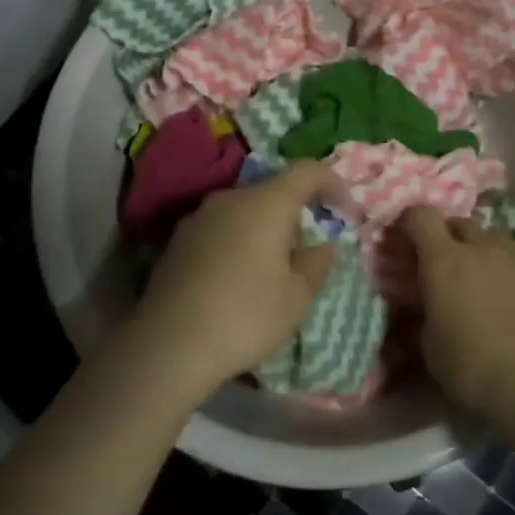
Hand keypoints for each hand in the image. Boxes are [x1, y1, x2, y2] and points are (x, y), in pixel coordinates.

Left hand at [130, 161, 348, 402]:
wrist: (169, 342)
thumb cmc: (245, 315)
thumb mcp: (297, 297)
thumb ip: (316, 264)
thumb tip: (320, 246)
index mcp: (266, 202)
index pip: (307, 171)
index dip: (332, 184)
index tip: (346, 212)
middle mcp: (231, 197)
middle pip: (273, 191)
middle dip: (296, 215)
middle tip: (305, 255)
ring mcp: (200, 216)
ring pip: (245, 210)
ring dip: (264, 230)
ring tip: (270, 272)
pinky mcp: (178, 239)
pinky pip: (221, 228)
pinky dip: (238, 242)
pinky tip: (236, 281)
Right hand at [397, 206, 514, 419]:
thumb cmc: (470, 366)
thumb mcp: (429, 345)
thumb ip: (425, 314)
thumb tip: (424, 308)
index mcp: (444, 260)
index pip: (422, 216)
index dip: (412, 223)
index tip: (408, 239)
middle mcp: (483, 249)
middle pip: (463, 224)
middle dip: (452, 239)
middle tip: (448, 268)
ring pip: (498, 243)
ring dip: (487, 256)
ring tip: (486, 286)